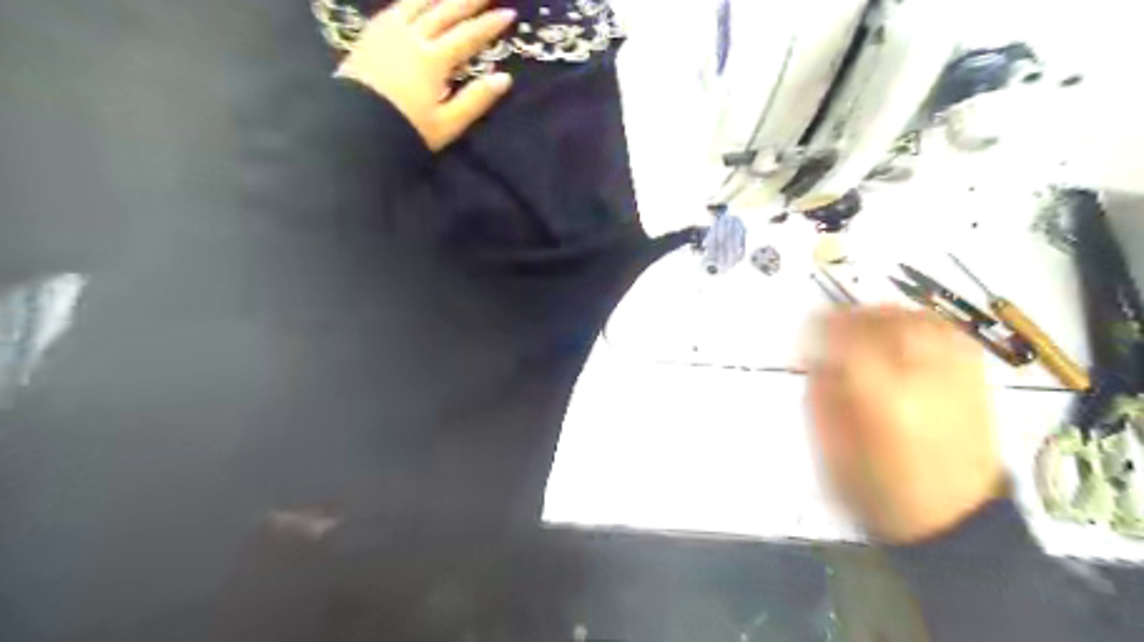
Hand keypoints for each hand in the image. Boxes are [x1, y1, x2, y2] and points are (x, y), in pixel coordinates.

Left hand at [337, 0, 519, 150]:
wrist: (356, 128)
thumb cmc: (406, 130)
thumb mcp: (447, 123)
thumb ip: (475, 99)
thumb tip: (504, 79)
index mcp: (433, 60)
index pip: (468, 37)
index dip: (489, 25)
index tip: (509, 14)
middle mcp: (412, 37)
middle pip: (445, 11)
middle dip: (469, 0)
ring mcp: (388, 32)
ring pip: (419, 2)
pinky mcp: (371, 34)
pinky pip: (396, 6)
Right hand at [807, 307, 1003, 540]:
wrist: (954, 518)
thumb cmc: (881, 489)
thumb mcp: (831, 445)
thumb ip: (821, 393)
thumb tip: (817, 354)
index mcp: (879, 397)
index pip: (845, 339)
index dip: (819, 328)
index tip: (805, 332)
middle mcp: (921, 377)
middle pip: (882, 320)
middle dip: (850, 317)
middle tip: (831, 326)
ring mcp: (954, 373)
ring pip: (915, 317)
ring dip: (883, 315)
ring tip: (865, 326)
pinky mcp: (974, 376)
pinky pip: (945, 329)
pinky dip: (918, 322)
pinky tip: (902, 332)